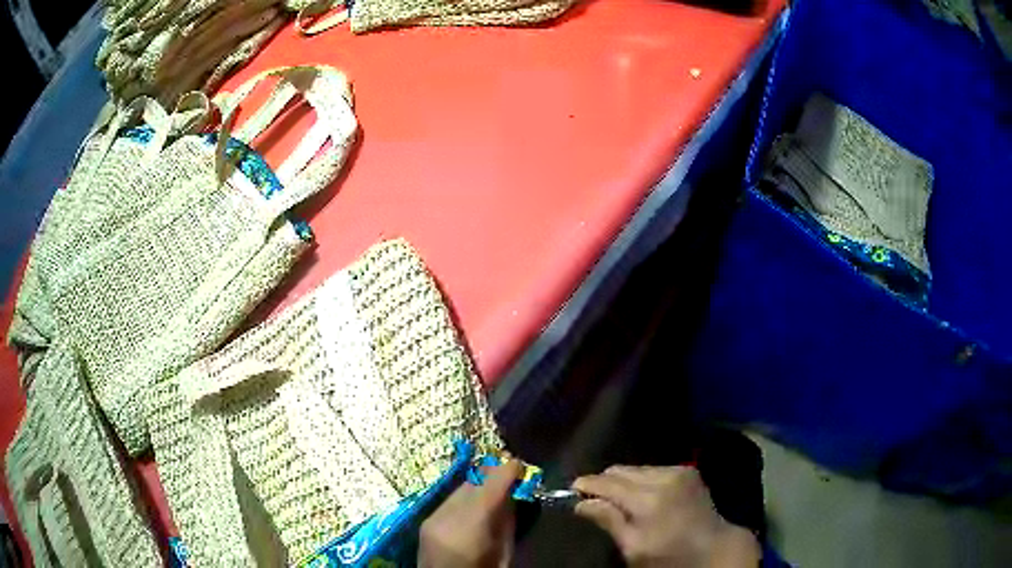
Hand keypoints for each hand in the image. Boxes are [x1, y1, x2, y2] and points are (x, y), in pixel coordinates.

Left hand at [418, 459, 523, 567]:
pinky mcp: (425, 521)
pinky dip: (465, 496)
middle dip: (492, 474)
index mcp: (470, 528)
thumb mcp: (503, 553)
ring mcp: (432, 518)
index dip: (505, 471)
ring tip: (495, 482)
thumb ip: (506, 523)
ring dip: (478, 483)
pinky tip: (476, 501)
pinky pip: (449, 500)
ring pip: (459, 489)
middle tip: (510, 470)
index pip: (489, 489)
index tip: (519, 463)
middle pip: (472, 484)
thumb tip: (511, 497)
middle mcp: (446, 517)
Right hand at [573, 466, 760, 567]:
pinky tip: (640, 496)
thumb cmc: (670, 555)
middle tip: (592, 499)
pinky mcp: (688, 470)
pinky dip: (640, 480)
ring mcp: (679, 470)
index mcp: (649, 499)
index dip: (586, 484)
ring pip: (636, 468)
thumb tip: (582, 502)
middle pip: (620, 470)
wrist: (713, 546)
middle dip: (603, 482)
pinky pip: (653, 469)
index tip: (571, 490)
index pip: (607, 483)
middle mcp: (664, 476)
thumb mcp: (634, 548)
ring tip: (616, 499)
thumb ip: (609, 521)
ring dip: (622, 481)